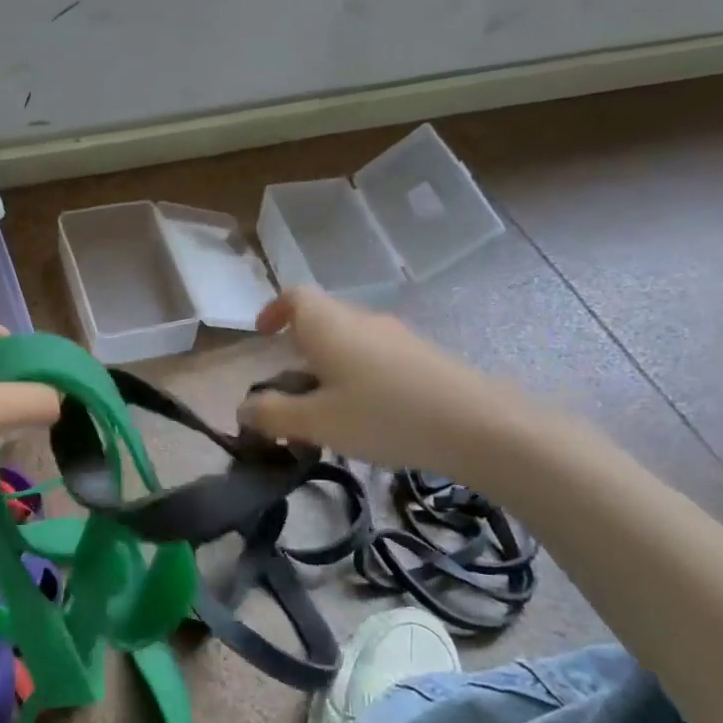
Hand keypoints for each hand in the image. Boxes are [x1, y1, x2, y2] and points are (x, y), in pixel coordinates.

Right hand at [239, 286, 536, 488]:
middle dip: (299, 346)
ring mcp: (398, 336)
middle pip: (322, 318)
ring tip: (327, 408)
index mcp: (329, 325)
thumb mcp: (317, 422)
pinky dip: (360, 374)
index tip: (262, 335)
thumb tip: (244, 408)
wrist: (479, 425)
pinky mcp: (424, 356)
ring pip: (351, 339)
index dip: (273, 310)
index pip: (294, 296)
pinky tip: (370, 414)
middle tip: (290, 386)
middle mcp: (362, 320)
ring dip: (330, 364)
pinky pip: (378, 356)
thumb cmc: (384, 416)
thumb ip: (274, 414)